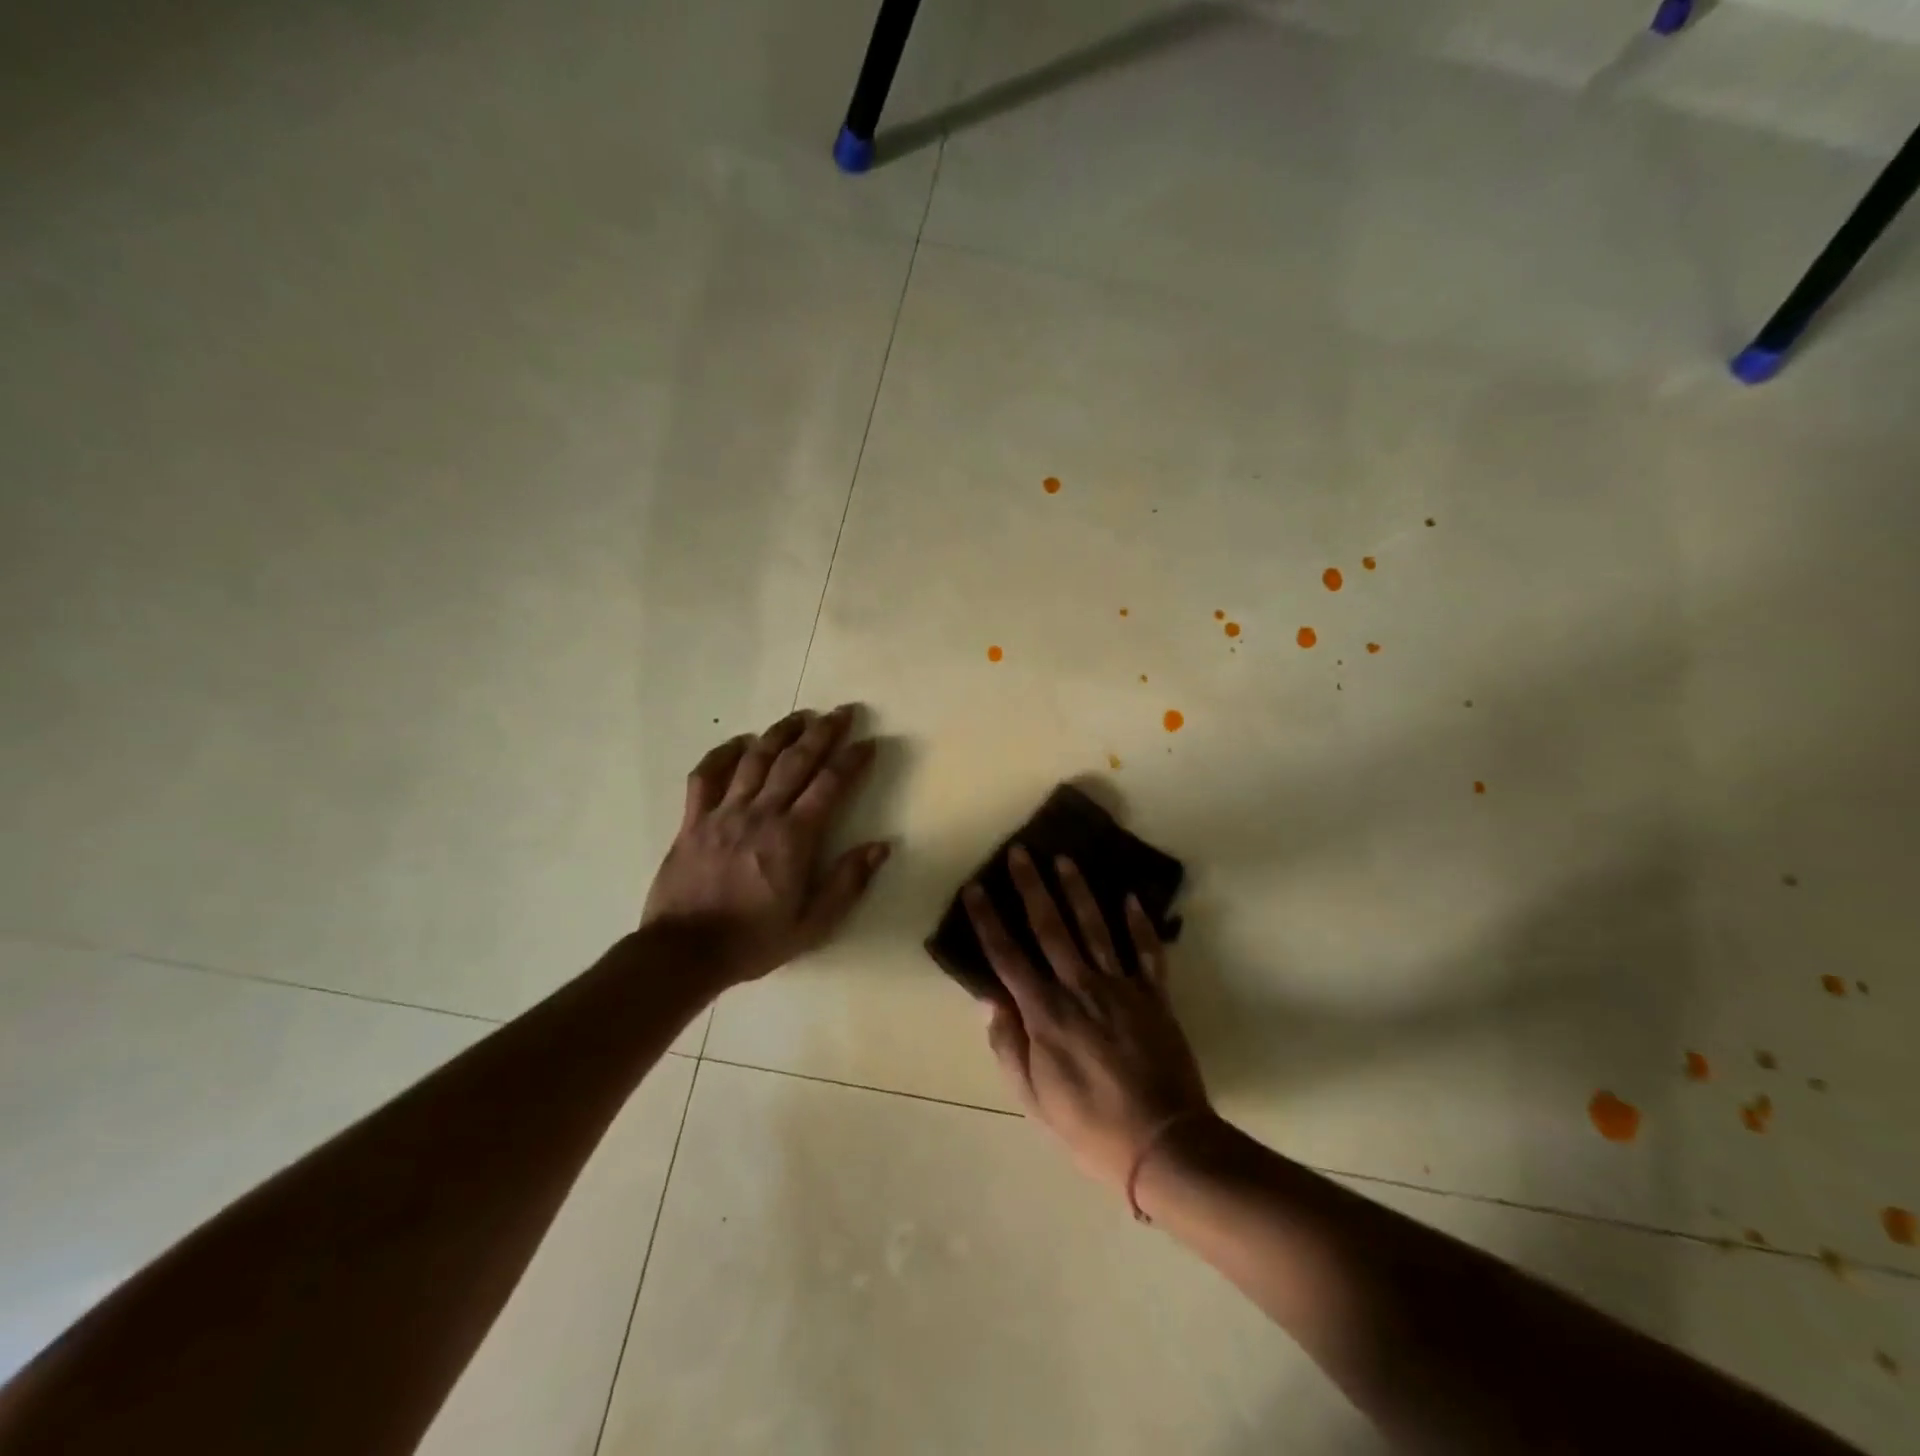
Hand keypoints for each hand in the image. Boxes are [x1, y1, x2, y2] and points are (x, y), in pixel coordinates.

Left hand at [642, 706, 890, 985]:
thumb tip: (882, 845)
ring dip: (780, 733)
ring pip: (755, 759)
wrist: (684, 953)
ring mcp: (723, 813)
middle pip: (796, 761)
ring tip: (800, 716)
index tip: (869, 743)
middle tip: (843, 712)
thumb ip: (848, 882)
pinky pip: (706, 776)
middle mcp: (761, 814)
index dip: (853, 760)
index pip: (830, 785)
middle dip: (823, 732)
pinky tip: (739, 742)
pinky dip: (723, 754)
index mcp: (793, 837)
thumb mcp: (813, 924)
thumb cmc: (754, 940)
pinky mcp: (693, 820)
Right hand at [964, 846, 1210, 1190]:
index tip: (976, 888)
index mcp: (1045, 1014)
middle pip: (1050, 928)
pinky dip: (1140, 924)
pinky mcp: (1154, 996)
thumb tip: (989, 1000)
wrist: (1164, 1144)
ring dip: (1078, 891)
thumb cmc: (1090, 1127)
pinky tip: (1131, 897)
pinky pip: (1147, 952)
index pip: (1007, 956)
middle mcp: (1080, 988)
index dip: (988, 920)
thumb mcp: (1034, 1098)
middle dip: (1031, 887)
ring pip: (1095, 928)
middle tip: (1020, 852)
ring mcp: (1121, 988)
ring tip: (1065, 859)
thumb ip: (1009, 1046)